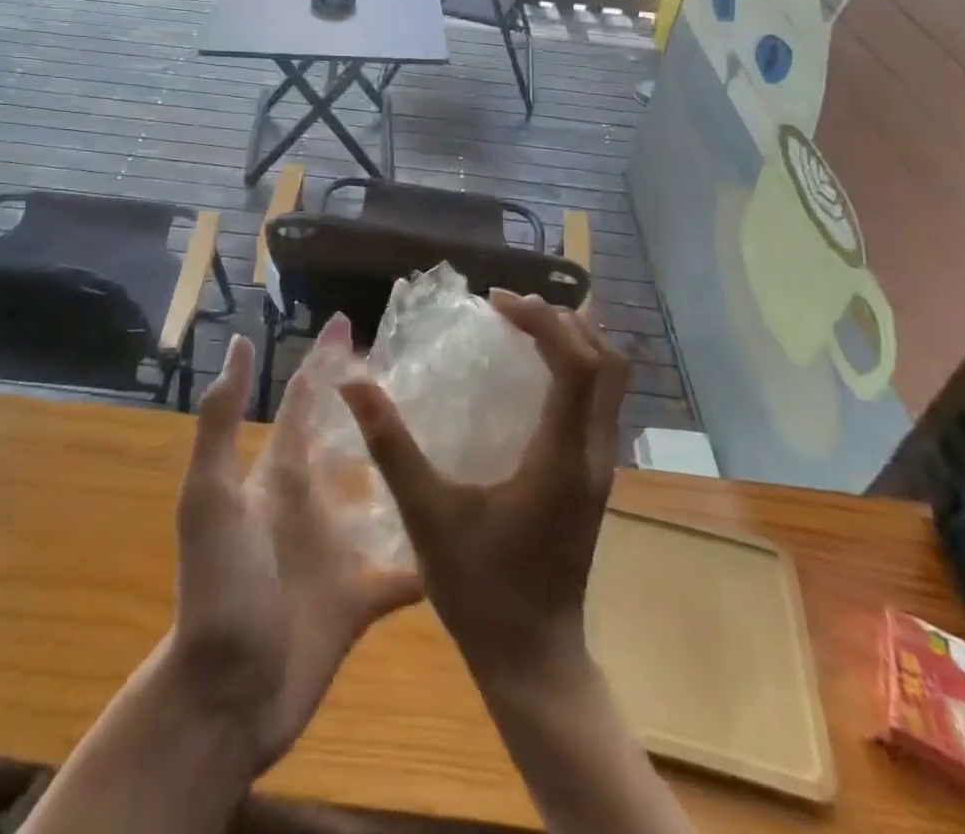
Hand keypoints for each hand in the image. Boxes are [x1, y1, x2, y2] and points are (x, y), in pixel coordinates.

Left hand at [171, 318, 422, 771]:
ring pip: (383, 495)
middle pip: (350, 438)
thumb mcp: (210, 498)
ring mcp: (337, 549)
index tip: (349, 319)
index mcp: (282, 474)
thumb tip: (242, 344)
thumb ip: (222, 422)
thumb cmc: (219, 588)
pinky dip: (430, 554)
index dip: (323, 358)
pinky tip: (471, 534)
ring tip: (461, 439)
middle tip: (425, 370)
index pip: (306, 399)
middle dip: (375, 403)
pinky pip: (404, 568)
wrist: (225, 697)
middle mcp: (313, 501)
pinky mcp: (359, 598)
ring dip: (412, 469)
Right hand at [337, 291, 627, 688]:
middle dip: (564, 322)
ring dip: (574, 342)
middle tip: (510, 310)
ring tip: (522, 328)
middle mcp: (593, 454)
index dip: (543, 322)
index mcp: (563, 458)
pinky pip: (598, 402)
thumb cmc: (480, 590)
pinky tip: (530, 375)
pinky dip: (574, 369)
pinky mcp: (593, 478)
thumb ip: (391, 446)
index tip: (496, 304)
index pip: (577, 365)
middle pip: (607, 362)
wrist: (533, 660)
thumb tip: (354, 383)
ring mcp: (600, 467)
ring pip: (610, 382)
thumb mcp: (427, 516)